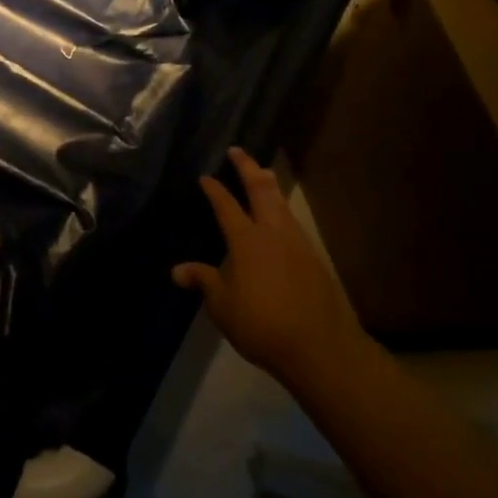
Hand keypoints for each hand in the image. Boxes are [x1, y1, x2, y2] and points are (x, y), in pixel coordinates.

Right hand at [172, 147, 366, 380]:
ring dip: (269, 185)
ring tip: (262, 175)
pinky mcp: (314, 258)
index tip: (204, 176)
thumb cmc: (261, 324)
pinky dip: (282, 210)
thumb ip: (204, 281)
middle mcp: (273, 232)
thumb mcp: (222, 306)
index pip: (226, 205)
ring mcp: (298, 243)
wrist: (320, 347)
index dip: (214, 189)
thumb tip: (177, 271)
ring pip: (282, 203)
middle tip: (238, 151)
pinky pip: (293, 223)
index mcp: (246, 240)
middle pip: (261, 189)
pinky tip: (280, 220)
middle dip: (247, 167)